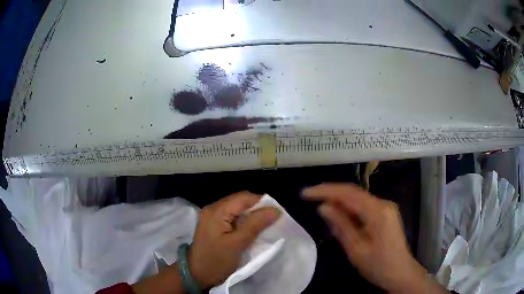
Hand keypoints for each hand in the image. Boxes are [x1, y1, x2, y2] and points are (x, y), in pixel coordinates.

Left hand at [188, 192, 280, 288]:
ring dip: (251, 215)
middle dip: (257, 209)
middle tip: (272, 221)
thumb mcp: (237, 244)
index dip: (262, 202)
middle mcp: (213, 209)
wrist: (196, 275)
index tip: (277, 213)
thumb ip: (255, 225)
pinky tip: (251, 230)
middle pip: (240, 201)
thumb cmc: (216, 261)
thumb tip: (276, 210)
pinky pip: (232, 217)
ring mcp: (212, 216)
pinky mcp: (214, 225)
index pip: (243, 198)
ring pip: (237, 209)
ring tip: (264, 226)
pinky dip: (244, 221)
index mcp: (216, 211)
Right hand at [303, 184, 432, 293]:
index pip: (347, 194)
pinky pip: (364, 206)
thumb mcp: (356, 249)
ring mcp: (386, 208)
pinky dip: (349, 208)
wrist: (401, 273)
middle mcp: (383, 203)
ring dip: (339, 200)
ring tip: (319, 205)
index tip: (305, 193)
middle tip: (309, 197)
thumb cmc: (378, 266)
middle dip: (330, 193)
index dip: (325, 191)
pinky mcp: (386, 214)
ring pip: (358, 198)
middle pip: (353, 192)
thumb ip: (341, 225)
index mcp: (377, 211)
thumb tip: (323, 207)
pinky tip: (339, 215)